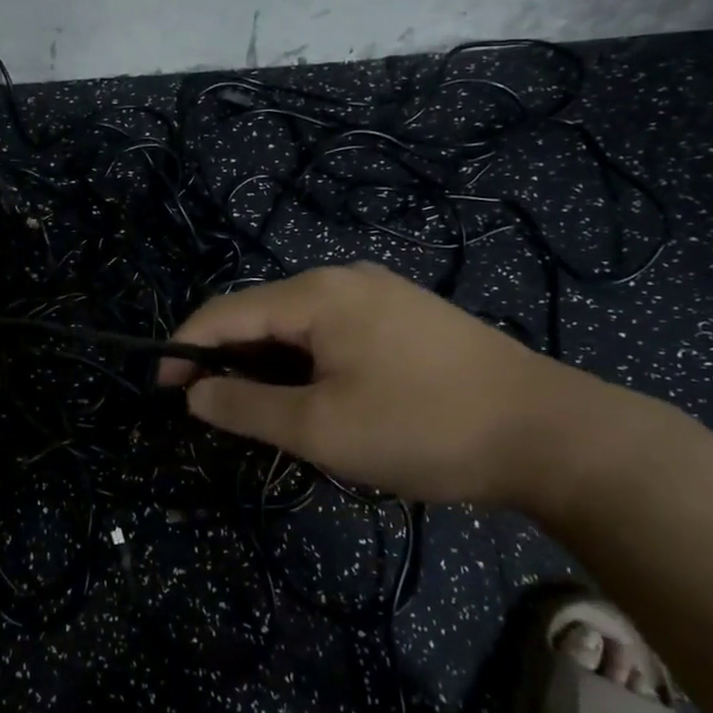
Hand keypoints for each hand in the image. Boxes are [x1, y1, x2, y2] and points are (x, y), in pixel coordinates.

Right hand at [161, 263, 612, 507]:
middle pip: (260, 313)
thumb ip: (245, 409)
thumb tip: (195, 394)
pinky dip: (305, 362)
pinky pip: (332, 332)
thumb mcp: (320, 429)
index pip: (224, 312)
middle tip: (215, 410)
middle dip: (227, 359)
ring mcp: (379, 294)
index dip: (184, 348)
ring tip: (264, 411)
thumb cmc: (422, 427)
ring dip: (268, 364)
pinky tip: (316, 396)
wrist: (549, 434)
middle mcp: (343, 279)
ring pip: (297, 325)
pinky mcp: (405, 317)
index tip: (163, 388)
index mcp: (316, 295)